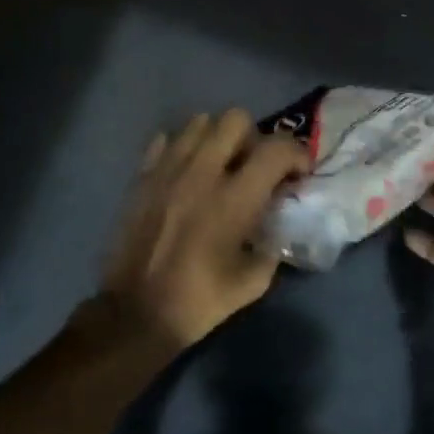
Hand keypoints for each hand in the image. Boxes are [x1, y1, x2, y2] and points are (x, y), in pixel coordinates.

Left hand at [101, 110, 309, 350]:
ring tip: (219, 166)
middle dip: (254, 138)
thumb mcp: (253, 282)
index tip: (298, 173)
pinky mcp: (142, 176)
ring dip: (217, 137)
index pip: (277, 148)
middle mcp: (202, 172)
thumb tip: (275, 224)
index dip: (296, 153)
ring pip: (199, 121)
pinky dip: (181, 148)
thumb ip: (272, 245)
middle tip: (254, 167)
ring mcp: (168, 169)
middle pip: (236, 119)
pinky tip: (185, 174)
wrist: (135, 314)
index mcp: (235, 198)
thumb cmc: (199, 301)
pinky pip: (165, 140)